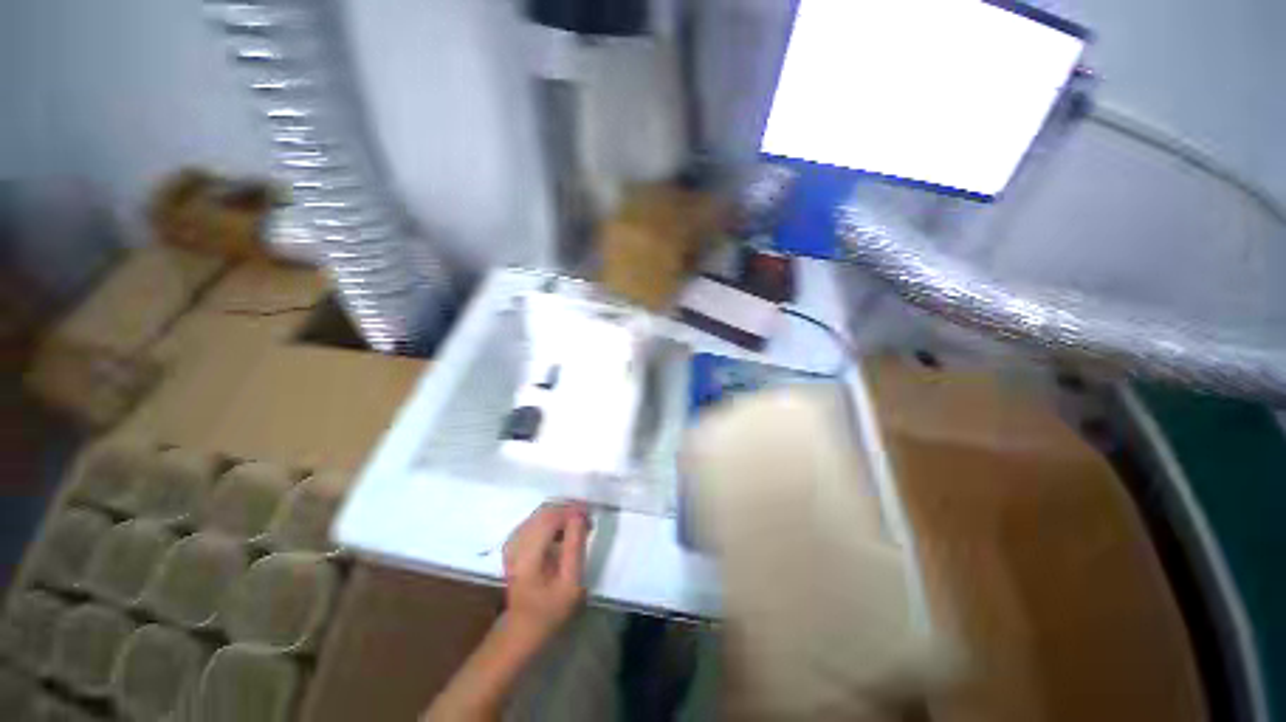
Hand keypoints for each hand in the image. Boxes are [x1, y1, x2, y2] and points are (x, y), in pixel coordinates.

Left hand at [501, 502, 589, 642]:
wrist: (523, 628)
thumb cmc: (550, 610)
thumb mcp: (570, 583)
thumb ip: (574, 546)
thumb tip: (579, 515)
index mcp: (527, 556)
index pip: (550, 518)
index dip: (571, 511)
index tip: (590, 514)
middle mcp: (515, 544)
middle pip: (544, 512)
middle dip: (567, 510)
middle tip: (587, 519)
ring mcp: (512, 543)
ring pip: (540, 514)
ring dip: (561, 514)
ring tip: (578, 525)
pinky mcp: (513, 544)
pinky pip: (535, 521)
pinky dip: (552, 520)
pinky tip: (562, 531)